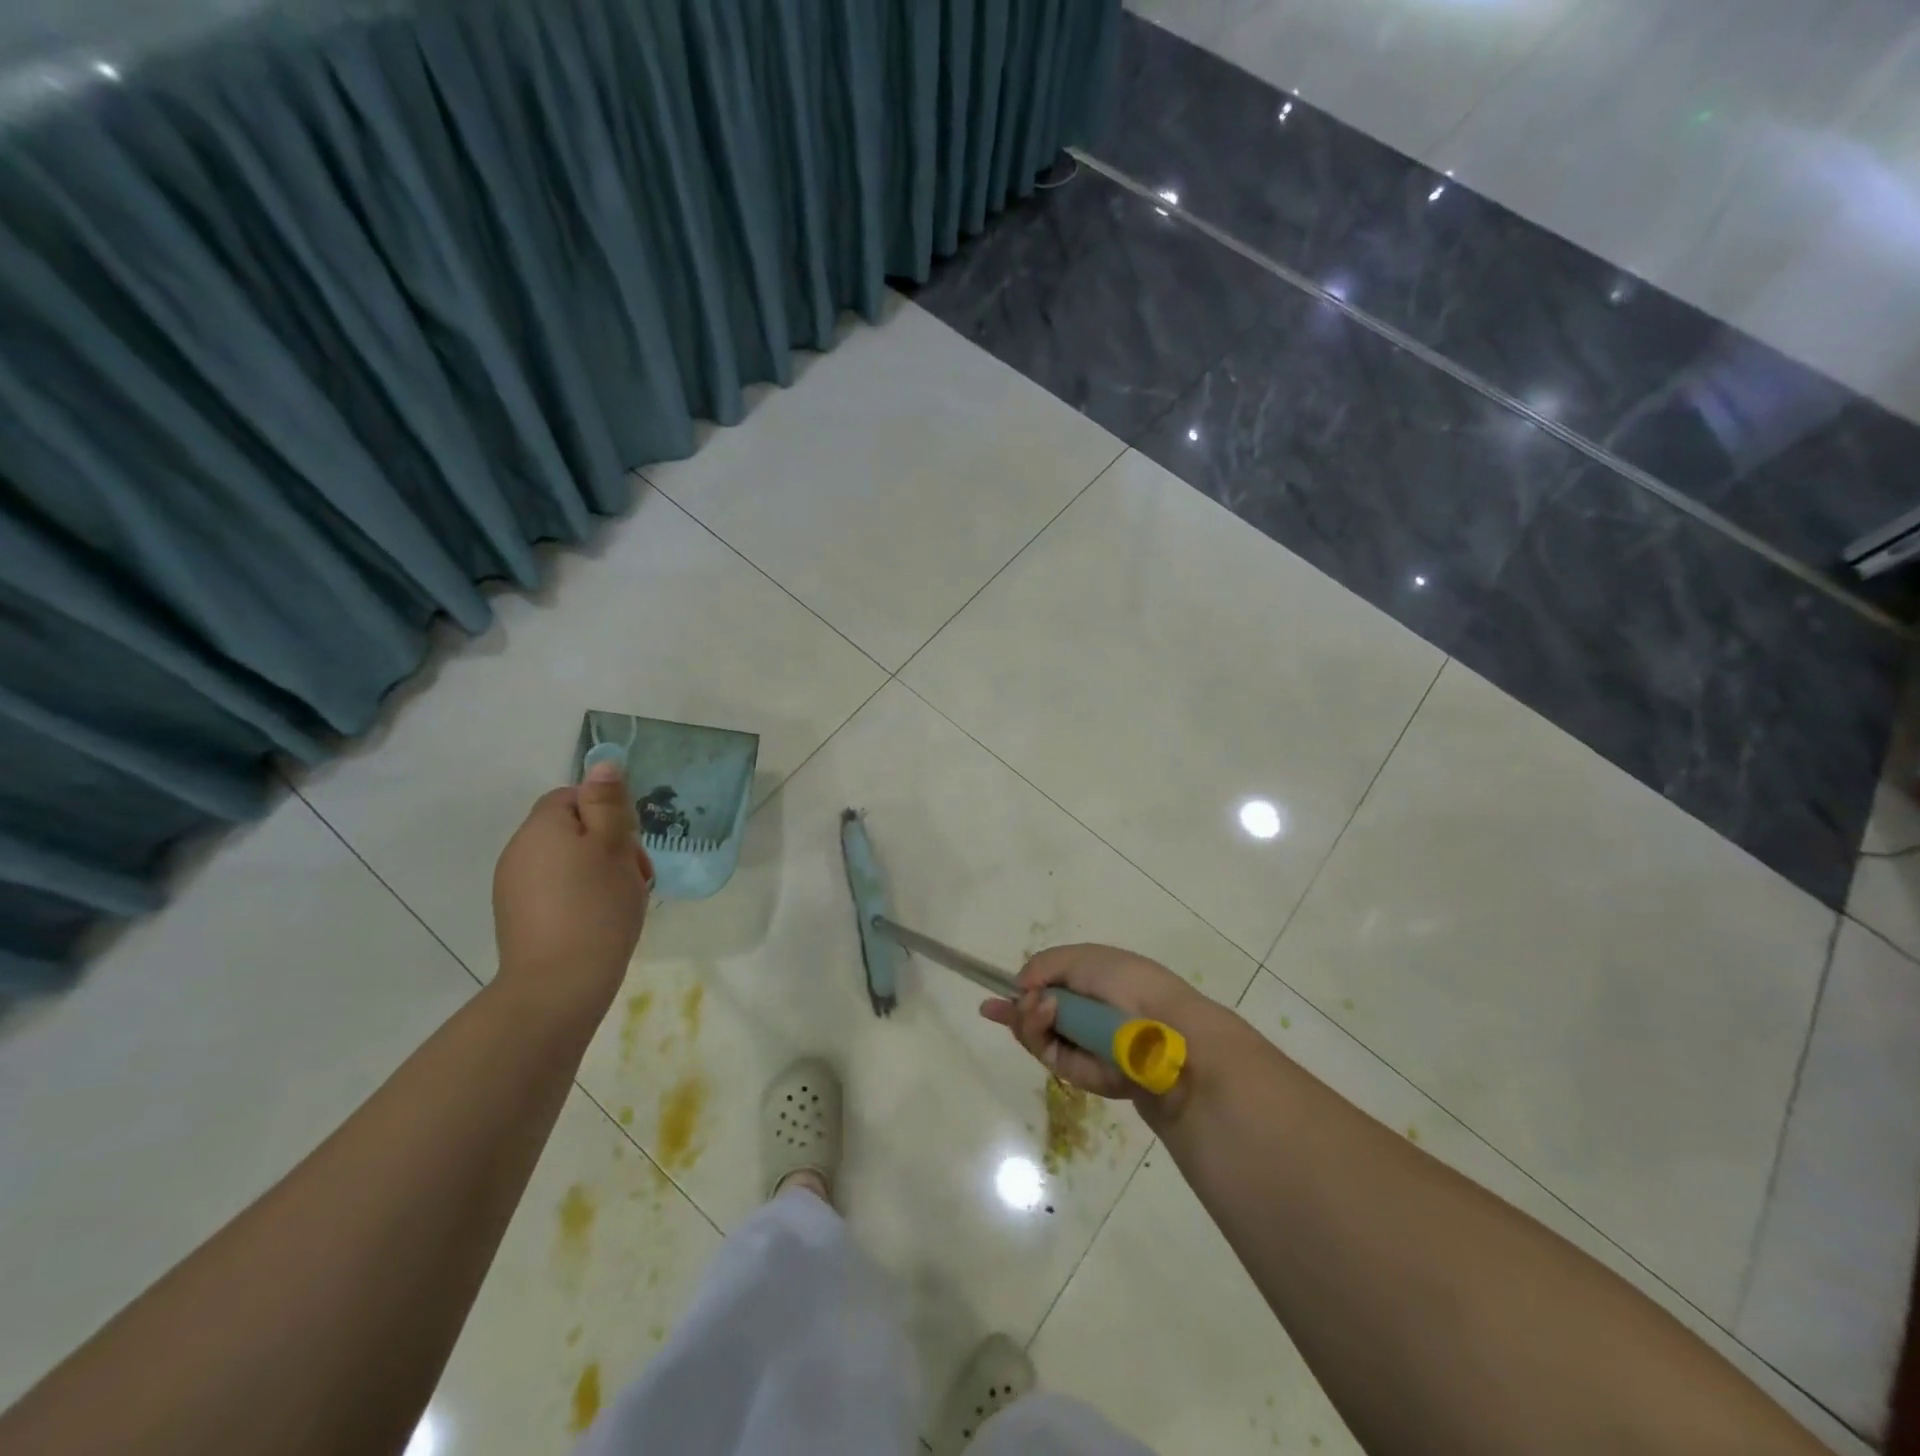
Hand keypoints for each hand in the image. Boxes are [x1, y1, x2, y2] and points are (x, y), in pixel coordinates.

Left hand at [492, 762, 653, 1019]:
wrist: (559, 985)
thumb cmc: (596, 906)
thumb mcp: (614, 846)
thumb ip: (608, 803)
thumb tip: (602, 763)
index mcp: (541, 827)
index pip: (573, 796)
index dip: (607, 812)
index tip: (631, 842)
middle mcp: (519, 851)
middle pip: (570, 829)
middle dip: (608, 844)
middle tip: (637, 873)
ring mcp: (513, 887)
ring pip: (566, 861)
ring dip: (598, 871)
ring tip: (624, 899)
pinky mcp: (519, 917)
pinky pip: (556, 890)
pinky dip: (581, 896)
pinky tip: (601, 920)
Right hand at [979, 943, 1225, 1110]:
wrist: (1162, 1031)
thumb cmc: (1127, 983)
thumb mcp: (1083, 957)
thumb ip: (1044, 964)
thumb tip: (1021, 986)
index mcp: (1090, 984)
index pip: (1047, 989)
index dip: (1020, 992)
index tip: (991, 998)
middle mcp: (1083, 1016)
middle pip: (1034, 1015)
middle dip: (1018, 1007)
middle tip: (1017, 1002)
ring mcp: (1079, 1045)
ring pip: (1034, 1035)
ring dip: (1027, 1017)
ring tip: (1038, 1006)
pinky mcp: (1078, 1073)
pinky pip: (1045, 1053)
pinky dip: (1037, 1032)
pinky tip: (1043, 1014)